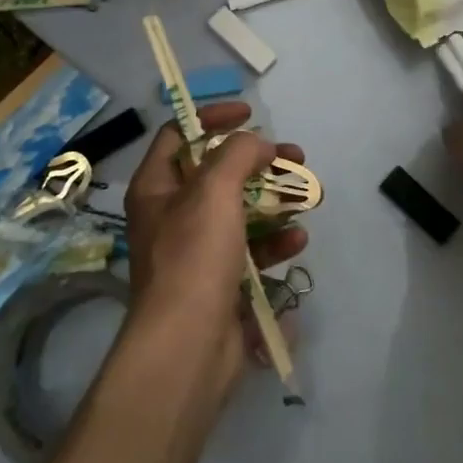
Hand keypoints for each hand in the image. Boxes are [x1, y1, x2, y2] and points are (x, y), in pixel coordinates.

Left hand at [122, 101, 308, 391]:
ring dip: (274, 201)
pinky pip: (250, 251)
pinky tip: (297, 240)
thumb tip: (258, 144)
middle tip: (295, 157)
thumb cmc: (194, 256)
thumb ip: (238, 153)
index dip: (213, 117)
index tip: (250, 114)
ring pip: (240, 211)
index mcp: (157, 187)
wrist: (188, 348)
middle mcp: (172, 215)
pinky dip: (274, 242)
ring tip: (306, 197)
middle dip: (259, 163)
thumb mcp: (215, 190)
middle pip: (218, 173)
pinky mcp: (219, 283)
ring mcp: (196, 251)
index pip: (180, 134)